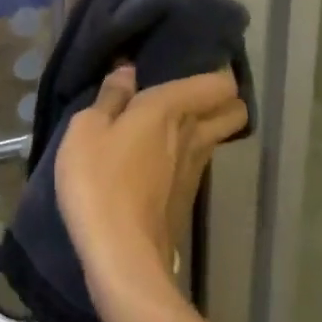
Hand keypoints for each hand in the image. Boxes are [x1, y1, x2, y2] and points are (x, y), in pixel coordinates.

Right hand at [56, 65, 248, 306]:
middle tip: (186, 94)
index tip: (191, 65)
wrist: (122, 257)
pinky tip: (157, 159)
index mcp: (173, 108)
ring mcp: (195, 171)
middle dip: (220, 99)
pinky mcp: (186, 200)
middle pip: (233, 110)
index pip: (220, 83)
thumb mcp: (87, 129)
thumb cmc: (100, 181)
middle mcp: (194, 135)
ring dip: (202, 128)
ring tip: (168, 124)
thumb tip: (128, 71)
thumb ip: (110, 97)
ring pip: (216, 138)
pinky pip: (197, 164)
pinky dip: (186, 156)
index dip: (215, 72)